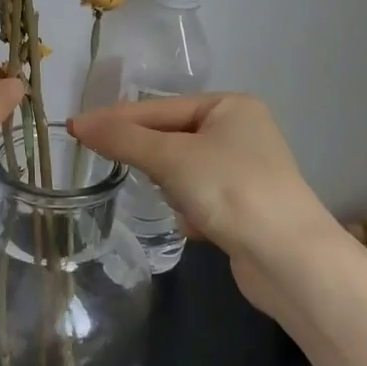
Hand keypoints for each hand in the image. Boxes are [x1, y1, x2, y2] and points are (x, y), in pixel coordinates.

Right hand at [66, 93, 332, 265]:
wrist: (290, 259)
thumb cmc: (230, 189)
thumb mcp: (171, 157)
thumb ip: (123, 139)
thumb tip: (79, 123)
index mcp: (231, 106)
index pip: (161, 107)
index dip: (118, 119)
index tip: (76, 129)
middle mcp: (242, 132)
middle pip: (172, 138)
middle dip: (154, 160)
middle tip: (114, 166)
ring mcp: (246, 171)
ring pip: (184, 171)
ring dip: (174, 189)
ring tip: (180, 204)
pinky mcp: (246, 208)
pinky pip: (201, 199)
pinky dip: (192, 212)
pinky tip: (198, 227)